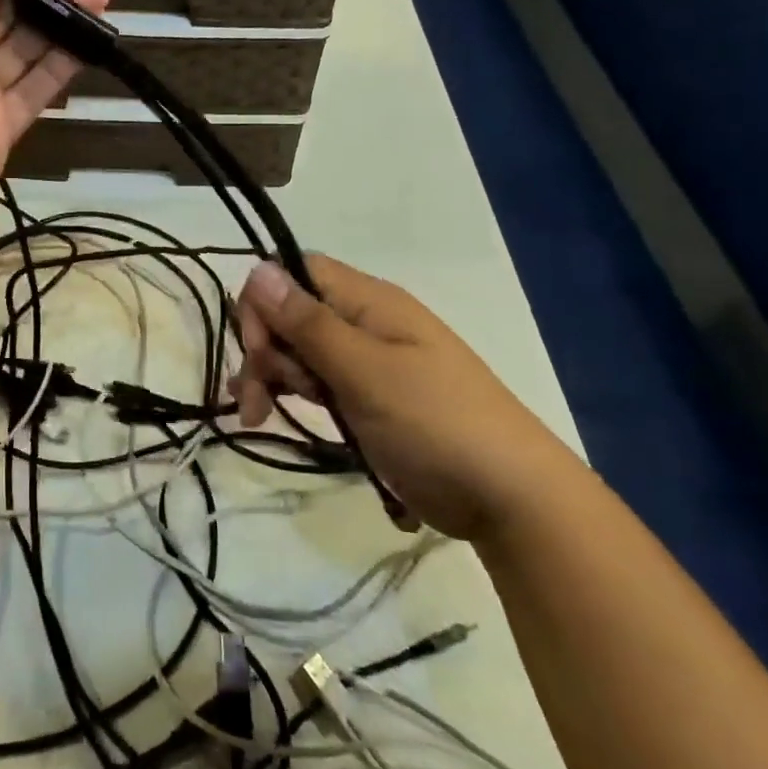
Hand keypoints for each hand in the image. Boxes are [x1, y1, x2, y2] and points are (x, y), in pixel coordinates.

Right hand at [231, 255, 582, 541]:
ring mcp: (367, 361)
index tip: (256, 349)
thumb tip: (257, 270)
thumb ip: (308, 323)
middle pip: (292, 313)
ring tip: (262, 417)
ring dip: (273, 376)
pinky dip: (293, 394)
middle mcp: (365, 321)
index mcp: (369, 300)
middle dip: (264, 349)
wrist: (512, 499)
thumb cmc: (436, 423)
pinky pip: (318, 381)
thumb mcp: (364, 371)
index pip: (296, 271)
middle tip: (258, 399)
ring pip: (300, 350)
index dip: (265, 301)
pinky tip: (271, 415)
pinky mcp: (368, 398)